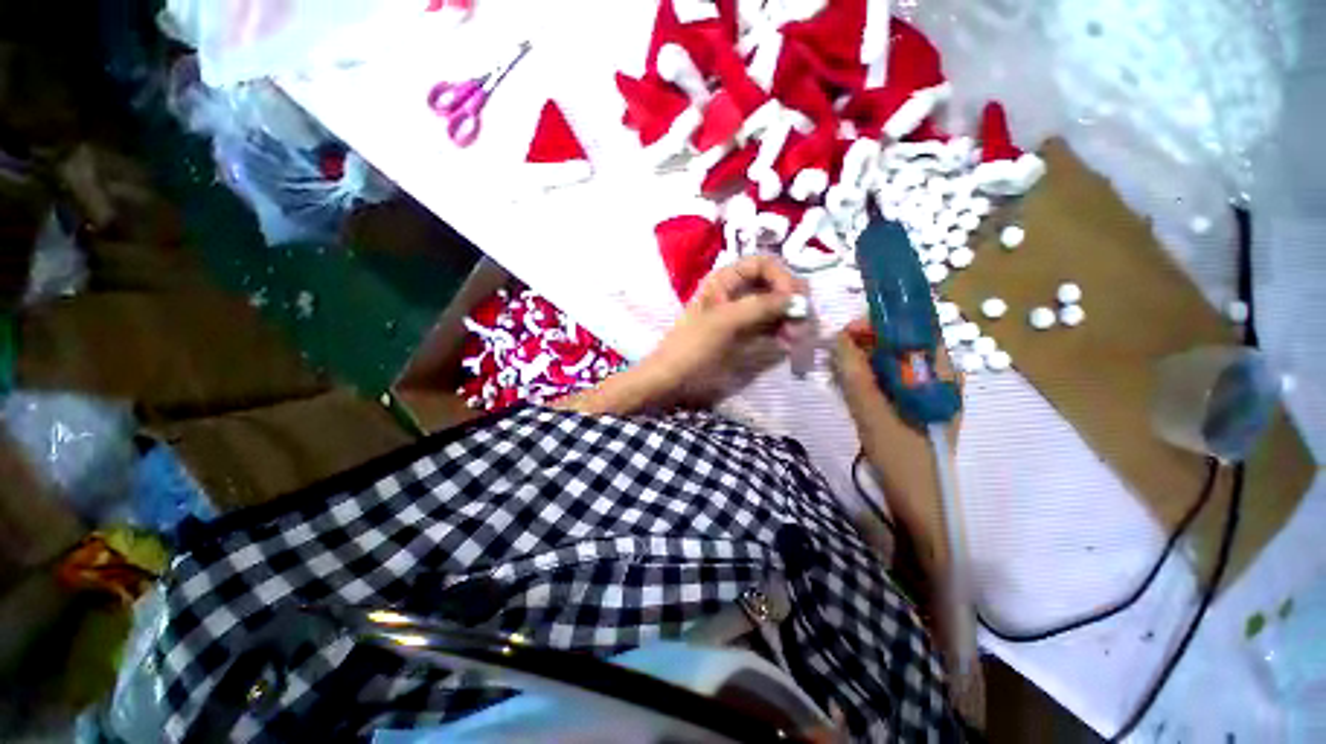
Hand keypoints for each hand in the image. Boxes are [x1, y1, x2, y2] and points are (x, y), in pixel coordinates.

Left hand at [636, 255, 810, 407]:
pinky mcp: (745, 335)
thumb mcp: (724, 323)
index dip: (782, 277)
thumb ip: (760, 307)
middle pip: (774, 285)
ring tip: (797, 338)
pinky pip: (771, 327)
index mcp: (725, 280)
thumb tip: (797, 299)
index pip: (763, 264)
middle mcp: (736, 292)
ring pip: (776, 307)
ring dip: (791, 319)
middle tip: (802, 323)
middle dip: (791, 301)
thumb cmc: (692, 347)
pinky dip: (783, 332)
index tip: (793, 300)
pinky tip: (789, 344)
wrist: (672, 379)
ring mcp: (741, 315)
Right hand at [832, 317, 960, 579]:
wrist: (920, 503)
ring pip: (894, 363)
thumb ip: (855, 373)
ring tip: (839, 369)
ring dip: (865, 361)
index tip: (849, 331)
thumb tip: (839, 337)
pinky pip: (891, 381)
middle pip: (903, 344)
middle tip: (837, 352)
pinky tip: (851, 386)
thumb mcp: (872, 412)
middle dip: (867, 343)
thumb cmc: (902, 457)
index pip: (915, 329)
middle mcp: (939, 377)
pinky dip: (870, 378)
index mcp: (941, 374)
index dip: (881, 323)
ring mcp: (928, 393)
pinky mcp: (915, 406)